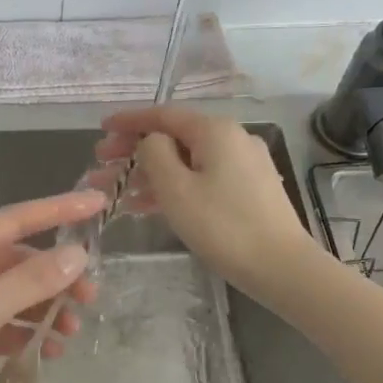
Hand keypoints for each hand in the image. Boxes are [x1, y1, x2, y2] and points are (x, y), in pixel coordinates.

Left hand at [0, 191, 105, 382]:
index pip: (15, 219)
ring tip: (70, 335)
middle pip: (14, 261)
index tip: (97, 202)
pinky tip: (43, 350)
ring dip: (41, 311)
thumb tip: (77, 255)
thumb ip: (32, 281)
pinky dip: (20, 333)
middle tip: (90, 298)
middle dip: (54, 278)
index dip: (58, 209)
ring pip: (7, 296)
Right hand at [92, 107, 318, 295]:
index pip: (162, 115)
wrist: (282, 267)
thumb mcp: (176, 188)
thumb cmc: (222, 226)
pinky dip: (172, 187)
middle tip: (100, 164)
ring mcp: (242, 165)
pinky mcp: (247, 190)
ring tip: (113, 190)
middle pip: (173, 138)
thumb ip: (154, 154)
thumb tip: (152, 141)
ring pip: (185, 161)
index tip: (100, 128)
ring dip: (147, 173)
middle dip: (133, 150)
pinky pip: (200, 179)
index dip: (128, 121)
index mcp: (215, 130)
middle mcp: (231, 139)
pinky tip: (144, 205)